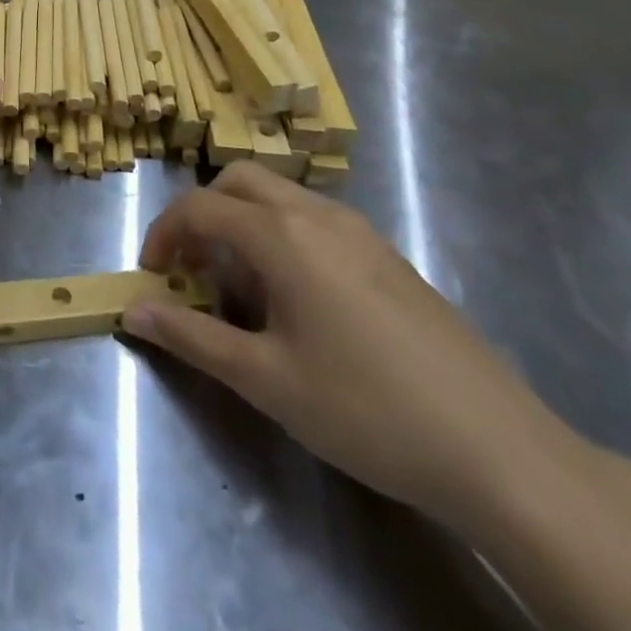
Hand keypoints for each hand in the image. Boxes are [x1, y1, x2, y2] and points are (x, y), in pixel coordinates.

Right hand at [126, 164, 585, 531]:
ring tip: (242, 292)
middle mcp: (318, 214)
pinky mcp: (387, 254)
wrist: (498, 449)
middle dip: (202, 215)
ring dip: (242, 224)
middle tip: (193, 269)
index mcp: (283, 234)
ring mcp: (359, 230)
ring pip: (278, 197)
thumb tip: (133, 311)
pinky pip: (314, 221)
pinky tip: (298, 302)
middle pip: (237, 182)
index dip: (163, 234)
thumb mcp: (266, 379)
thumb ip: (192, 337)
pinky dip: (281, 236)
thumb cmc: (366, 409)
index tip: (152, 276)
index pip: (199, 207)